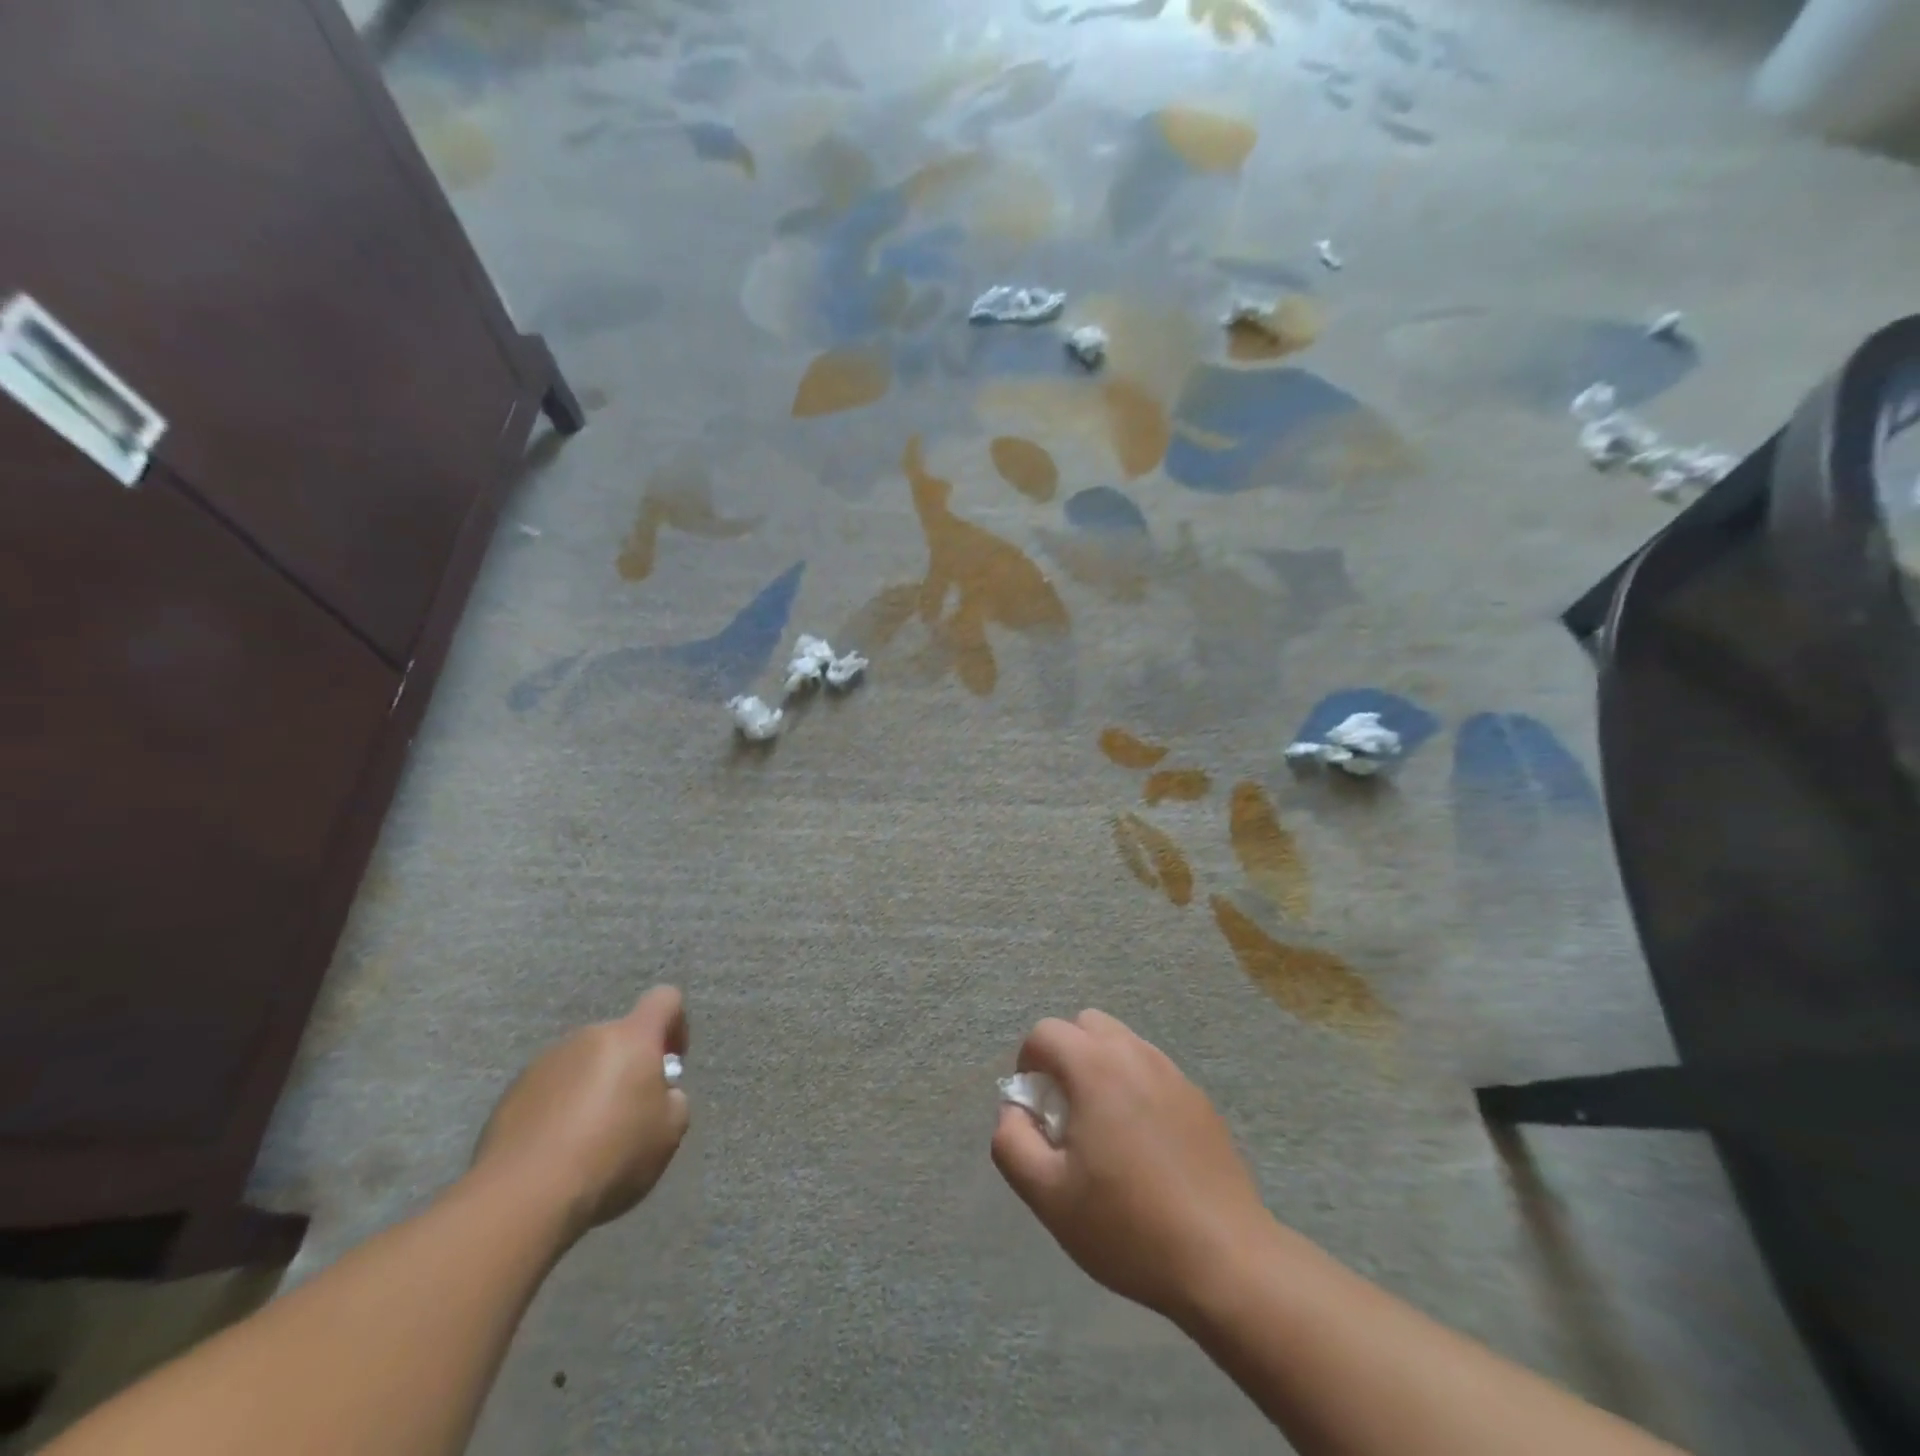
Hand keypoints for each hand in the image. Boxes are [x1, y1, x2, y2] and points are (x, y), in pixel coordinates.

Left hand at [473, 986, 689, 1241]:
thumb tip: (659, 1094)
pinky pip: (550, 1090)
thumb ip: (673, 1099)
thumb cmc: (611, 1155)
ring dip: (593, 1086)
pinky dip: (560, 1109)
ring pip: (582, 1063)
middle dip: (630, 1065)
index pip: (664, 999)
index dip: (676, 1024)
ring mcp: (543, 1063)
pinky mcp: (511, 1094)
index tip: (672, 1062)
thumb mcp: (669, 1132)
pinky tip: (557, 1151)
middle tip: (632, 1112)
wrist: (523, 1198)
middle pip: (619, 1037)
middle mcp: (586, 1038)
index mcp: (631, 1037)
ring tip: (590, 1138)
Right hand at [991, 1009, 1273, 1321]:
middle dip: (1065, 1055)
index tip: (1035, 1111)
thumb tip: (1014, 1110)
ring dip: (1100, 1068)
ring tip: (1104, 1129)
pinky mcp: (1199, 1099)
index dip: (1028, 1065)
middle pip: (1085, 1024)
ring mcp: (1173, 1073)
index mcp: (1095, 1067)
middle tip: (1066, 1111)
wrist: (1225, 1259)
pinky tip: (1144, 1146)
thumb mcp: (1047, 1194)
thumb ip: (1011, 1141)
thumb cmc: (1127, 1225)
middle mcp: (1135, 1053)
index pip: (1044, 1033)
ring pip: (1122, 1044)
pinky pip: (1152, 1072)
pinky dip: (1135, 1087)